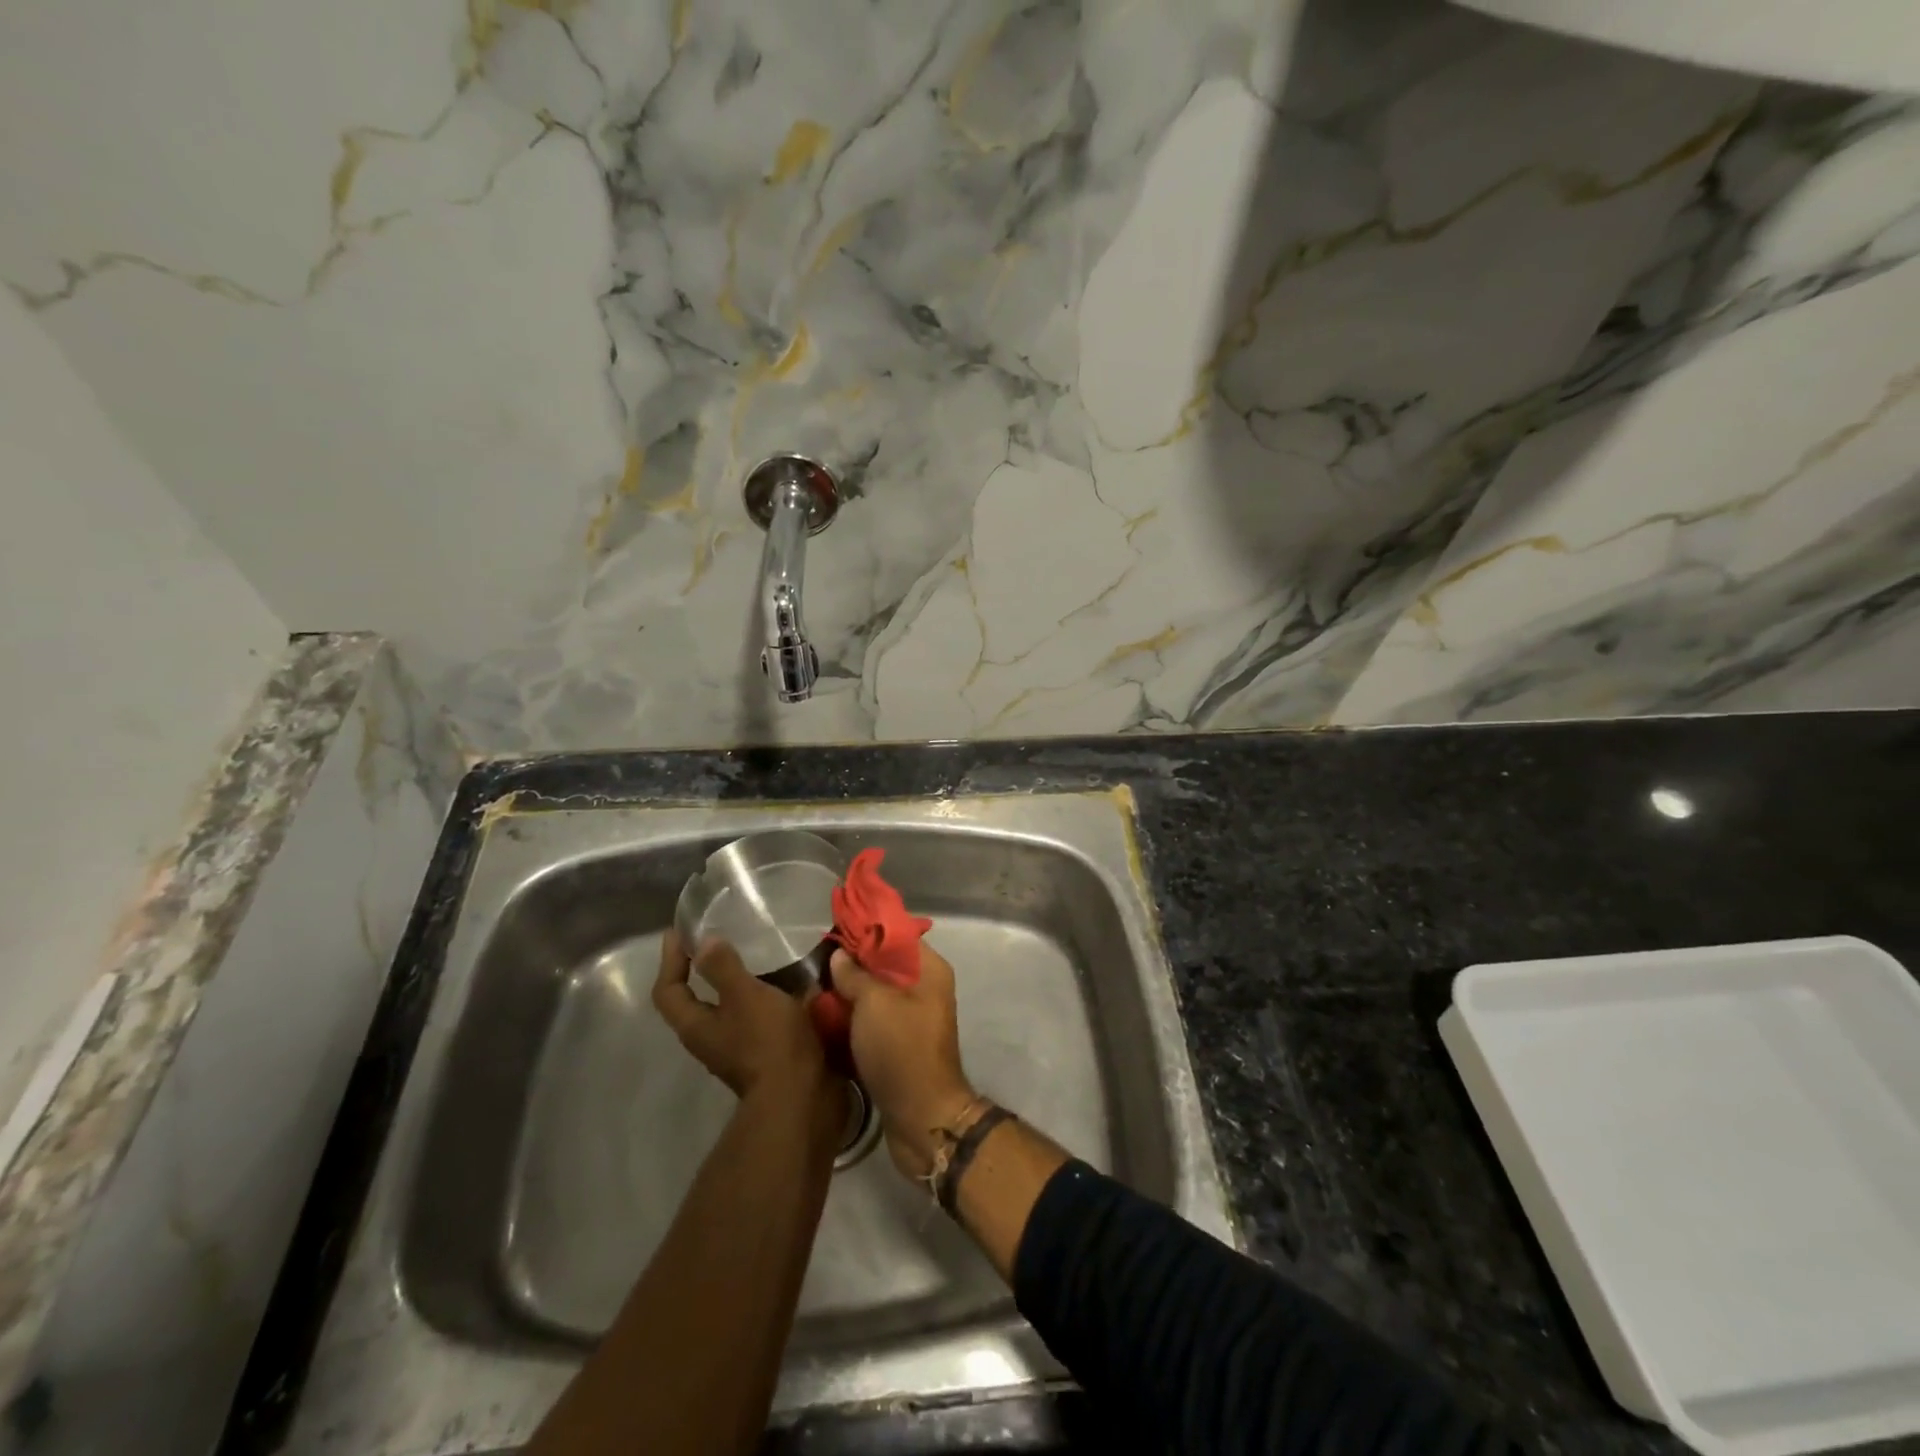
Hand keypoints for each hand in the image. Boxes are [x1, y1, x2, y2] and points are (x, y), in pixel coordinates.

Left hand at [653, 931, 829, 1100]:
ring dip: (737, 983)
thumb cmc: (768, 1041)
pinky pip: (756, 1016)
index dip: (670, 960)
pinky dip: (764, 996)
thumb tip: (703, 943)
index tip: (678, 932)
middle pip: (694, 1002)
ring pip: (728, 1009)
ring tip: (757, 954)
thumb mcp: (744, 996)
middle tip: (717, 940)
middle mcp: (710, 1039)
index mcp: (696, 1026)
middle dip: (702, 971)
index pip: (668, 991)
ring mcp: (738, 1048)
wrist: (802, 1095)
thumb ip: (723, 968)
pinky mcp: (765, 1051)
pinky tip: (785, 981)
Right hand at [830, 944, 977, 1179]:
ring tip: (815, 985)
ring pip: (877, 993)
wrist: (921, 1117)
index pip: (897, 934)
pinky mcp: (900, 1043)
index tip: (835, 926)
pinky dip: (854, 1016)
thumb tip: (840, 955)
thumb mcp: (874, 1003)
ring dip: (850, 991)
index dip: (867, 929)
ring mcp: (913, 1018)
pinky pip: (874, 1019)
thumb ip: (855, 974)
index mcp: (929, 969)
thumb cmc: (901, 1048)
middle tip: (818, 960)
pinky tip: (826, 1015)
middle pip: (886, 964)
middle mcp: (925, 988)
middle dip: (854, 961)